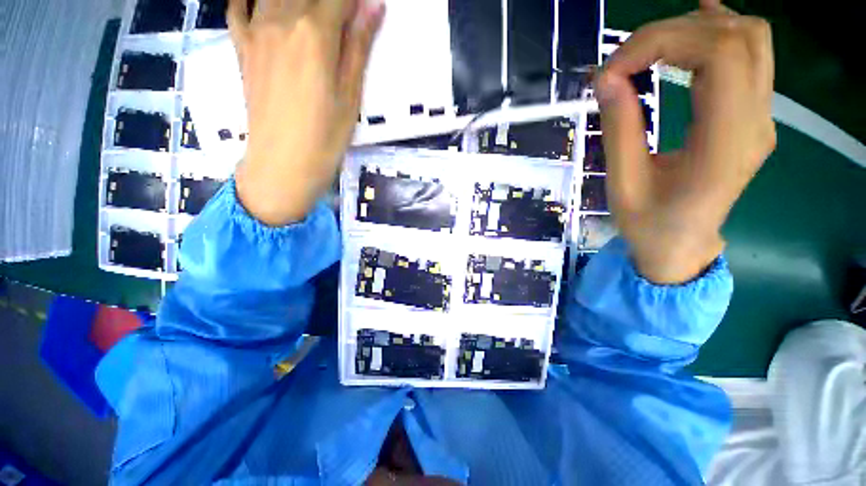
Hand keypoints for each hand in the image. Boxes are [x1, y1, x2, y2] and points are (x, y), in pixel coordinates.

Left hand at [230, 0, 385, 225]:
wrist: (283, 163)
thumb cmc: (326, 136)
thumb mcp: (351, 95)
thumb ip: (359, 46)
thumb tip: (374, 5)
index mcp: (315, 32)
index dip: (355, 1)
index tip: (366, 10)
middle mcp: (281, 18)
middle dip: (330, 1)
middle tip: (340, 19)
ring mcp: (256, 31)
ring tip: (312, 16)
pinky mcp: (242, 48)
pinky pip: (238, 6)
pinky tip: (261, 2)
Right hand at [595, 0, 775, 282]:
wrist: (682, 244)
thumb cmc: (648, 224)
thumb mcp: (622, 184)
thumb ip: (619, 128)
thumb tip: (607, 78)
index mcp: (725, 145)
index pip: (718, 55)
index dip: (662, 42)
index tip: (614, 70)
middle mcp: (756, 123)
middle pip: (736, 38)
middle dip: (672, 32)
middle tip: (624, 60)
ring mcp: (762, 117)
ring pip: (751, 38)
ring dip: (696, 29)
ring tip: (650, 47)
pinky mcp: (754, 115)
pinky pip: (752, 55)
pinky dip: (719, 32)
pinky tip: (692, 30)